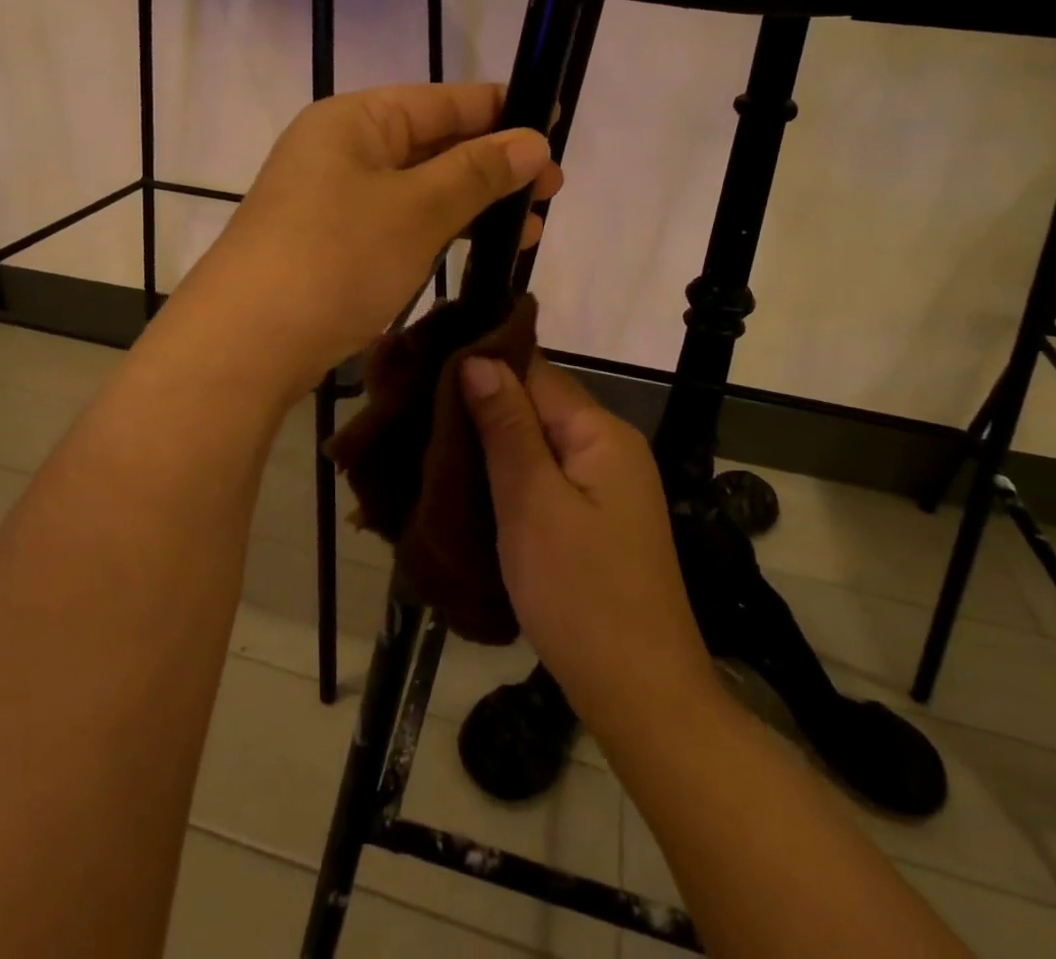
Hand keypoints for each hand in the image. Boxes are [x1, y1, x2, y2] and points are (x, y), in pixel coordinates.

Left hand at [183, 83, 560, 396]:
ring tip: (528, 228)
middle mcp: (341, 148)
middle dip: (493, 166)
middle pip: (432, 143)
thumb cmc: (336, 258)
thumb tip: (533, 142)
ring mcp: (332, 198)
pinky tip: (476, 248)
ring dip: (471, 204)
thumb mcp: (417, 209)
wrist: (246, 343)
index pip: (444, 101)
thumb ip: (478, 172)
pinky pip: (398, 222)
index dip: (502, 111)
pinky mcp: (332, 242)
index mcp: (356, 120)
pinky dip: (439, 231)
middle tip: (552, 191)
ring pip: (418, 188)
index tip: (554, 126)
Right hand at [461, 356, 716, 739]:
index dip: (482, 363)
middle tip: (415, 406)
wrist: (640, 697)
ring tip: (427, 439)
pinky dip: (507, 475)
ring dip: (489, 442)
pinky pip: (543, 477)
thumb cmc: (581, 595)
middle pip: (536, 405)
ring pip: (536, 442)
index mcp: (600, 432)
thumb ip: (507, 427)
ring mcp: (604, 485)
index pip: (535, 371)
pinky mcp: (593, 519)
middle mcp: (608, 447)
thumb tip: (478, 358)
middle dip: (480, 404)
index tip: (426, 363)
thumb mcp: (533, 503)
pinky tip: (468, 482)